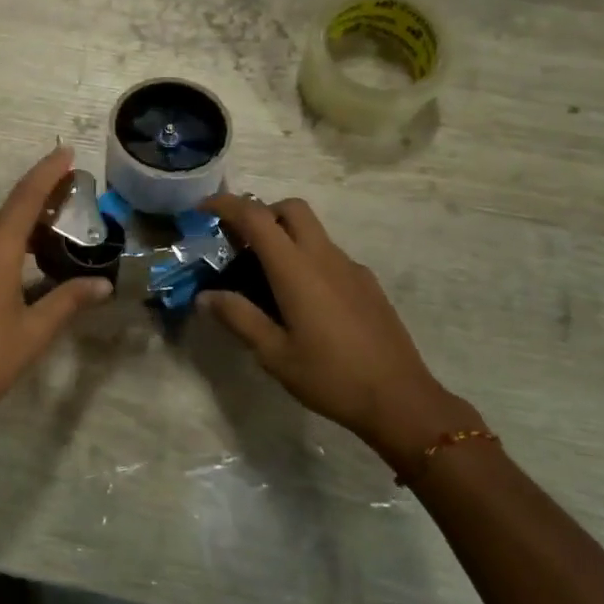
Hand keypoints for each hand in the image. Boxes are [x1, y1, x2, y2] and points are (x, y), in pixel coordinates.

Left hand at [0, 147, 111, 447]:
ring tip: (45, 239)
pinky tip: (11, 271)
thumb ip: (68, 301)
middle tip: (67, 205)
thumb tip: (103, 284)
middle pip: (5, 211)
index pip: (25, 198)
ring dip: (15, 225)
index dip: (46, 172)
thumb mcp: (34, 332)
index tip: (66, 153)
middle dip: (36, 201)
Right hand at [198, 194, 478, 464]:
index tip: (203, 209)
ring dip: (285, 235)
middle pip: (291, 208)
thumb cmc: (330, 377)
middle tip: (240, 241)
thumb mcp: (274, 354)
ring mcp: (350, 267)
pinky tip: (304, 301)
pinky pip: (329, 254)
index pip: (256, 217)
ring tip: (266, 276)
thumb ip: (239, 318)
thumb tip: (206, 296)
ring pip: (313, 230)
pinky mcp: (367, 283)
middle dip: (261, 212)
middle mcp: (324, 256)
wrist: (400, 399)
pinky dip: (307, 258)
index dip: (226, 204)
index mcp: (296, 269)